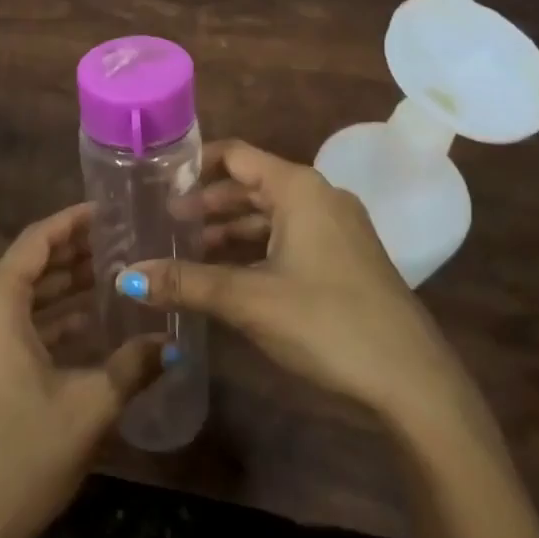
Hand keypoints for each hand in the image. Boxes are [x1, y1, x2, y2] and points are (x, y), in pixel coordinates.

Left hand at [0, 204, 165, 537]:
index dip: (72, 221)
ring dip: (62, 285)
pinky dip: (47, 316)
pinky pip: (12, 323)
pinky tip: (86, 322)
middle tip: (120, 240)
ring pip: (21, 295)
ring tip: (110, 273)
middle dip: (73, 252)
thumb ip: (134, 365)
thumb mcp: (90, 406)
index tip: (108, 210)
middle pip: (29, 264)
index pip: (37, 240)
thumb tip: (175, 342)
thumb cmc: (25, 455)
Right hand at [123, 140, 480, 434]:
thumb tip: (126, 276)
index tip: (158, 180)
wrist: (413, 382)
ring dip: (230, 229)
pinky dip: (256, 248)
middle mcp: (319, 196)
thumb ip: (186, 283)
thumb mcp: (249, 299)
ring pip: (270, 215)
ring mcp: (337, 228)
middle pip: (251, 184)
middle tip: (163, 222)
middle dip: (207, 203)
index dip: (196, 164)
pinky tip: (229, 274)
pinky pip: (289, 237)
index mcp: (299, 188)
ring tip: (186, 250)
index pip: (237, 155)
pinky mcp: (345, 259)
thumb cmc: (327, 322)